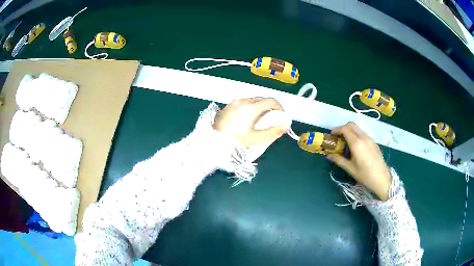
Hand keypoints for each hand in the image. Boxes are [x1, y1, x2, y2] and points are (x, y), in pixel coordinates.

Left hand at [213, 98, 288, 147]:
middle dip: (269, 108)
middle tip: (271, 119)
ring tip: (259, 120)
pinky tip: (247, 119)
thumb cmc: (235, 141)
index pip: (271, 101)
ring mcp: (234, 103)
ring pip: (252, 100)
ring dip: (259, 107)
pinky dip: (249, 108)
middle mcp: (243, 101)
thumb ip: (273, 132)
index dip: (279, 108)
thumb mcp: (256, 140)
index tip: (281, 116)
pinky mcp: (227, 106)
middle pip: (262, 99)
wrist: (212, 143)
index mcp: (252, 107)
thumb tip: (285, 126)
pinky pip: (242, 103)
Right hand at [327, 122, 391, 200]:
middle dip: (343, 128)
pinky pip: (362, 133)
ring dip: (350, 131)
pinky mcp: (373, 142)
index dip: (336, 130)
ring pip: (357, 129)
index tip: (331, 135)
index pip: (345, 129)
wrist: (382, 179)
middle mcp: (363, 137)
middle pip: (351, 125)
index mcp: (357, 143)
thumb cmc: (365, 175)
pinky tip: (355, 146)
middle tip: (337, 137)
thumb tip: (328, 155)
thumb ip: (339, 160)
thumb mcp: (350, 169)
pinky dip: (356, 135)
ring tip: (345, 142)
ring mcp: (370, 139)